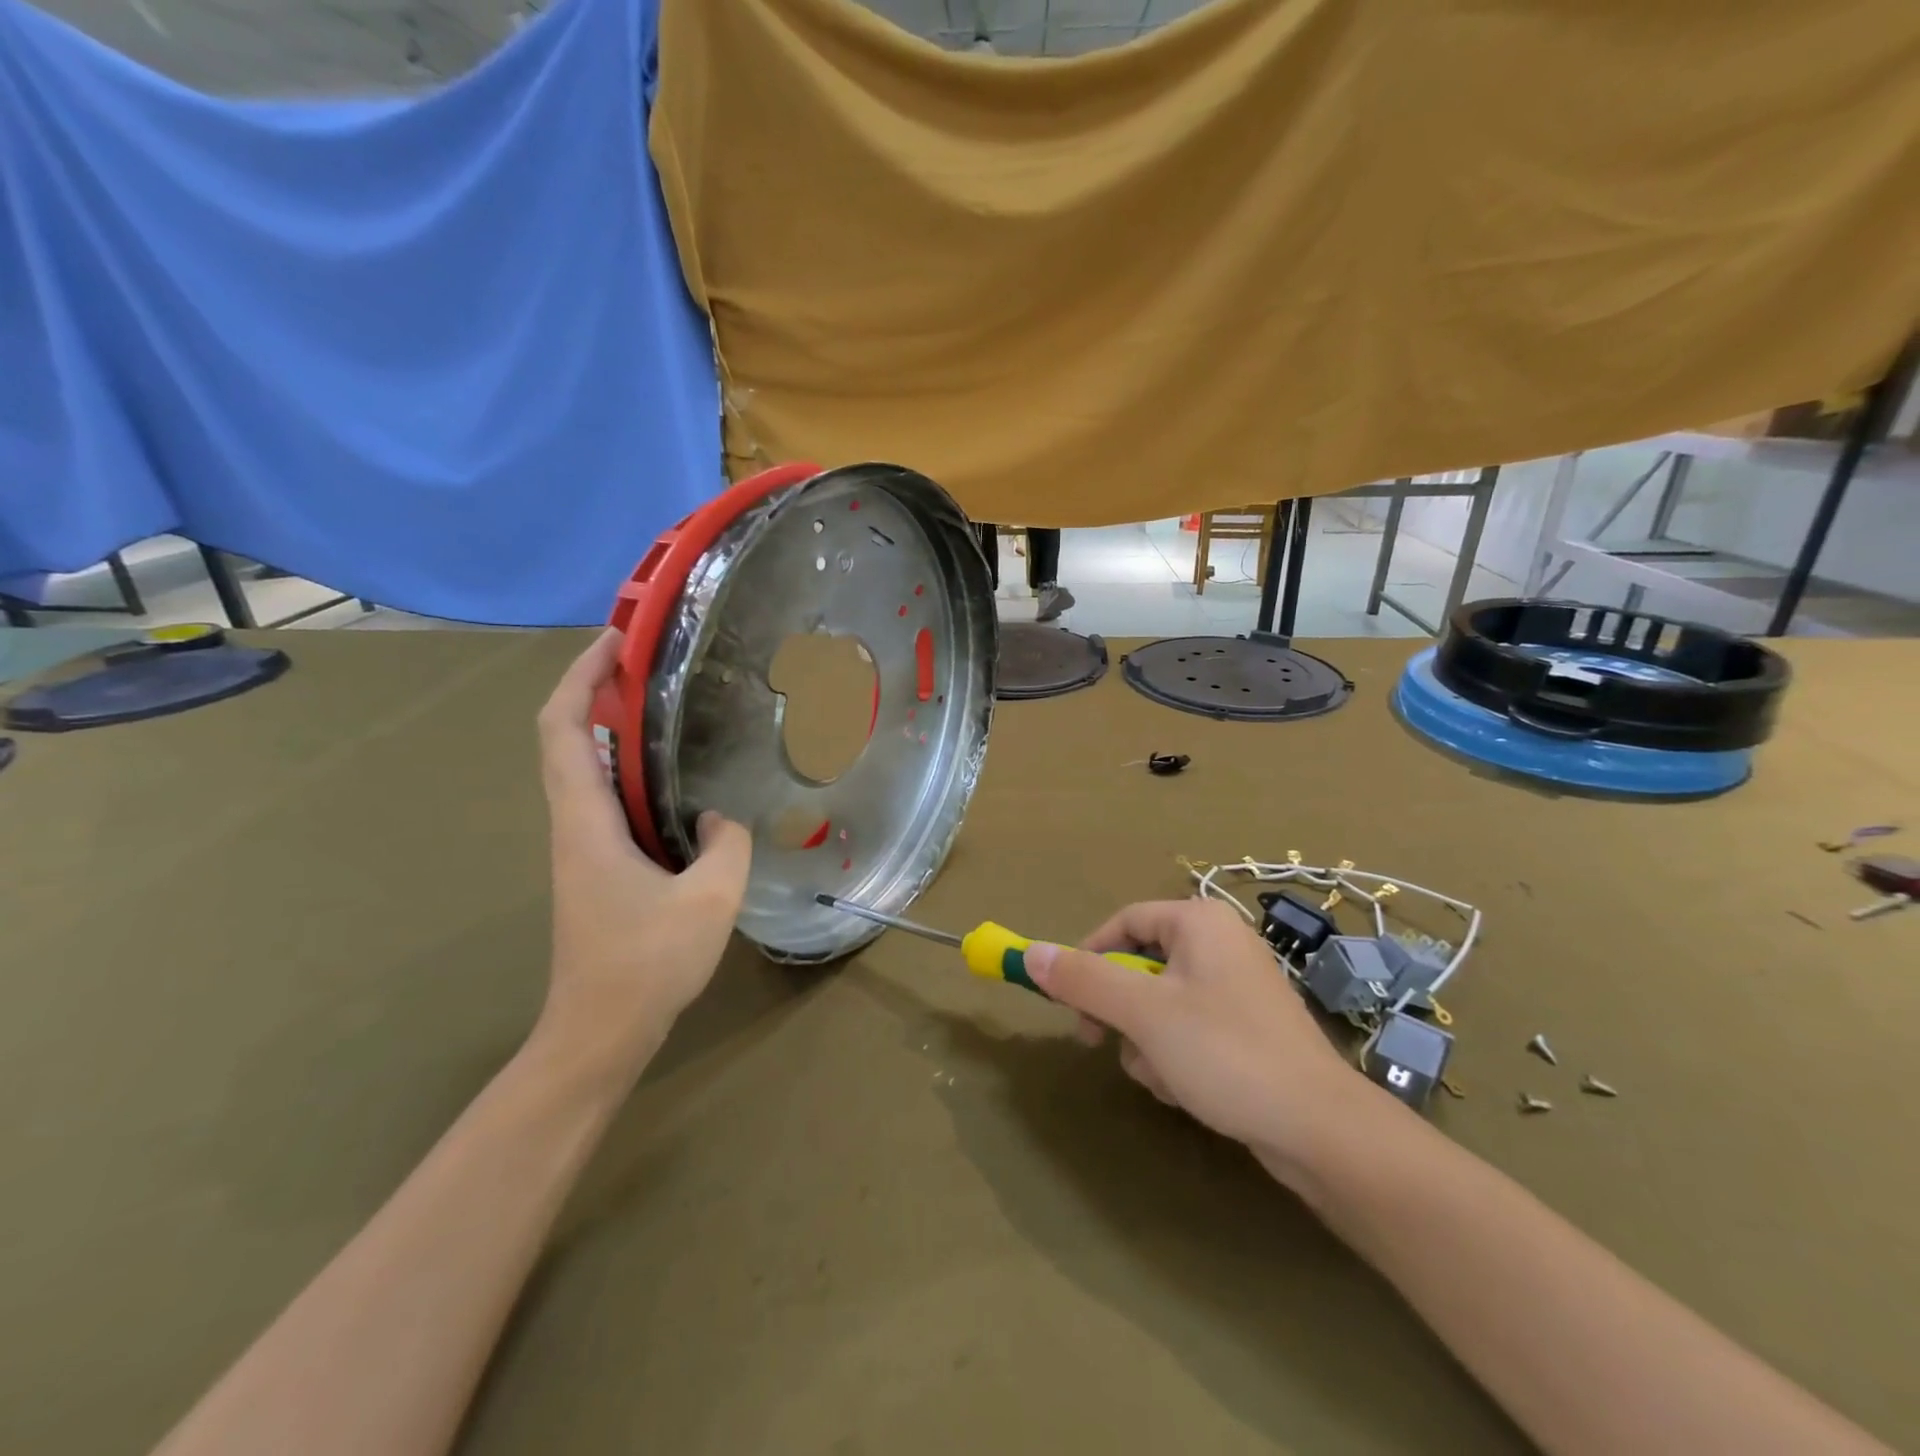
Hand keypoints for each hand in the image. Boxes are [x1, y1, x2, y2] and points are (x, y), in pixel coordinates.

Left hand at [534, 630, 752, 1078]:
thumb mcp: (709, 899)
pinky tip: (676, 779)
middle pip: (567, 738)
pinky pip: (609, 799)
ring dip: (615, 728)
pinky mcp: (597, 867)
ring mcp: (582, 848)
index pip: (562, 728)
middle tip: (652, 663)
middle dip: (599, 689)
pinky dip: (632, 770)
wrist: (598, 1033)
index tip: (616, 640)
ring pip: (587, 769)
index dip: (581, 676)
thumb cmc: (645, 964)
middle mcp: (574, 825)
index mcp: (587, 821)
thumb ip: (725, 843)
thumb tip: (718, 815)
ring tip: (669, 708)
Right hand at [1024, 898, 1376, 1171]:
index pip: (1124, 922)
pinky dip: (1175, 1056)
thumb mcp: (1143, 1013)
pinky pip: (1188, 1030)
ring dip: (1146, 1041)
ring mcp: (1237, 989)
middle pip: (1140, 965)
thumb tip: (1031, 953)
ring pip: (1159, 1004)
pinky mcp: (1247, 1030)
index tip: (1066, 997)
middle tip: (1097, 1039)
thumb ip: (1083, 980)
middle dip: (1120, 1010)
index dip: (1088, 956)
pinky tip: (1186, 1089)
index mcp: (1200, 922)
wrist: (1321, 1130)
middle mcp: (1220, 944)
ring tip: (1163, 1075)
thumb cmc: (1225, 1053)